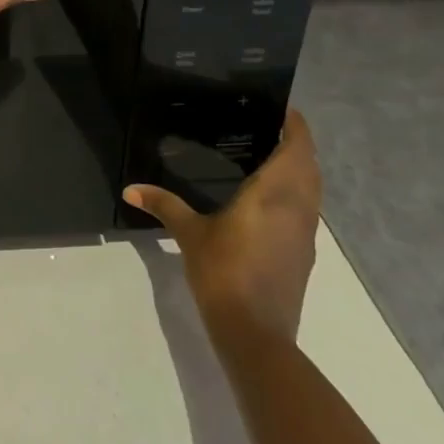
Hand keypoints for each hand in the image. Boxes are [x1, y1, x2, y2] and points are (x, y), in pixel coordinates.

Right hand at [125, 110, 321, 344]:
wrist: (256, 335)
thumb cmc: (224, 272)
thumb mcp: (189, 234)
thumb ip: (164, 205)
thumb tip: (130, 189)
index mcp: (274, 194)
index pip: (297, 149)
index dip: (295, 126)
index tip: (283, 108)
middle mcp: (297, 208)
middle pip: (310, 167)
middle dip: (297, 145)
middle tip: (270, 127)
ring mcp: (305, 234)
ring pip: (313, 191)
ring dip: (301, 170)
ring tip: (271, 157)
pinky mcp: (303, 255)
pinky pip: (307, 211)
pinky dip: (297, 195)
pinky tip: (271, 200)